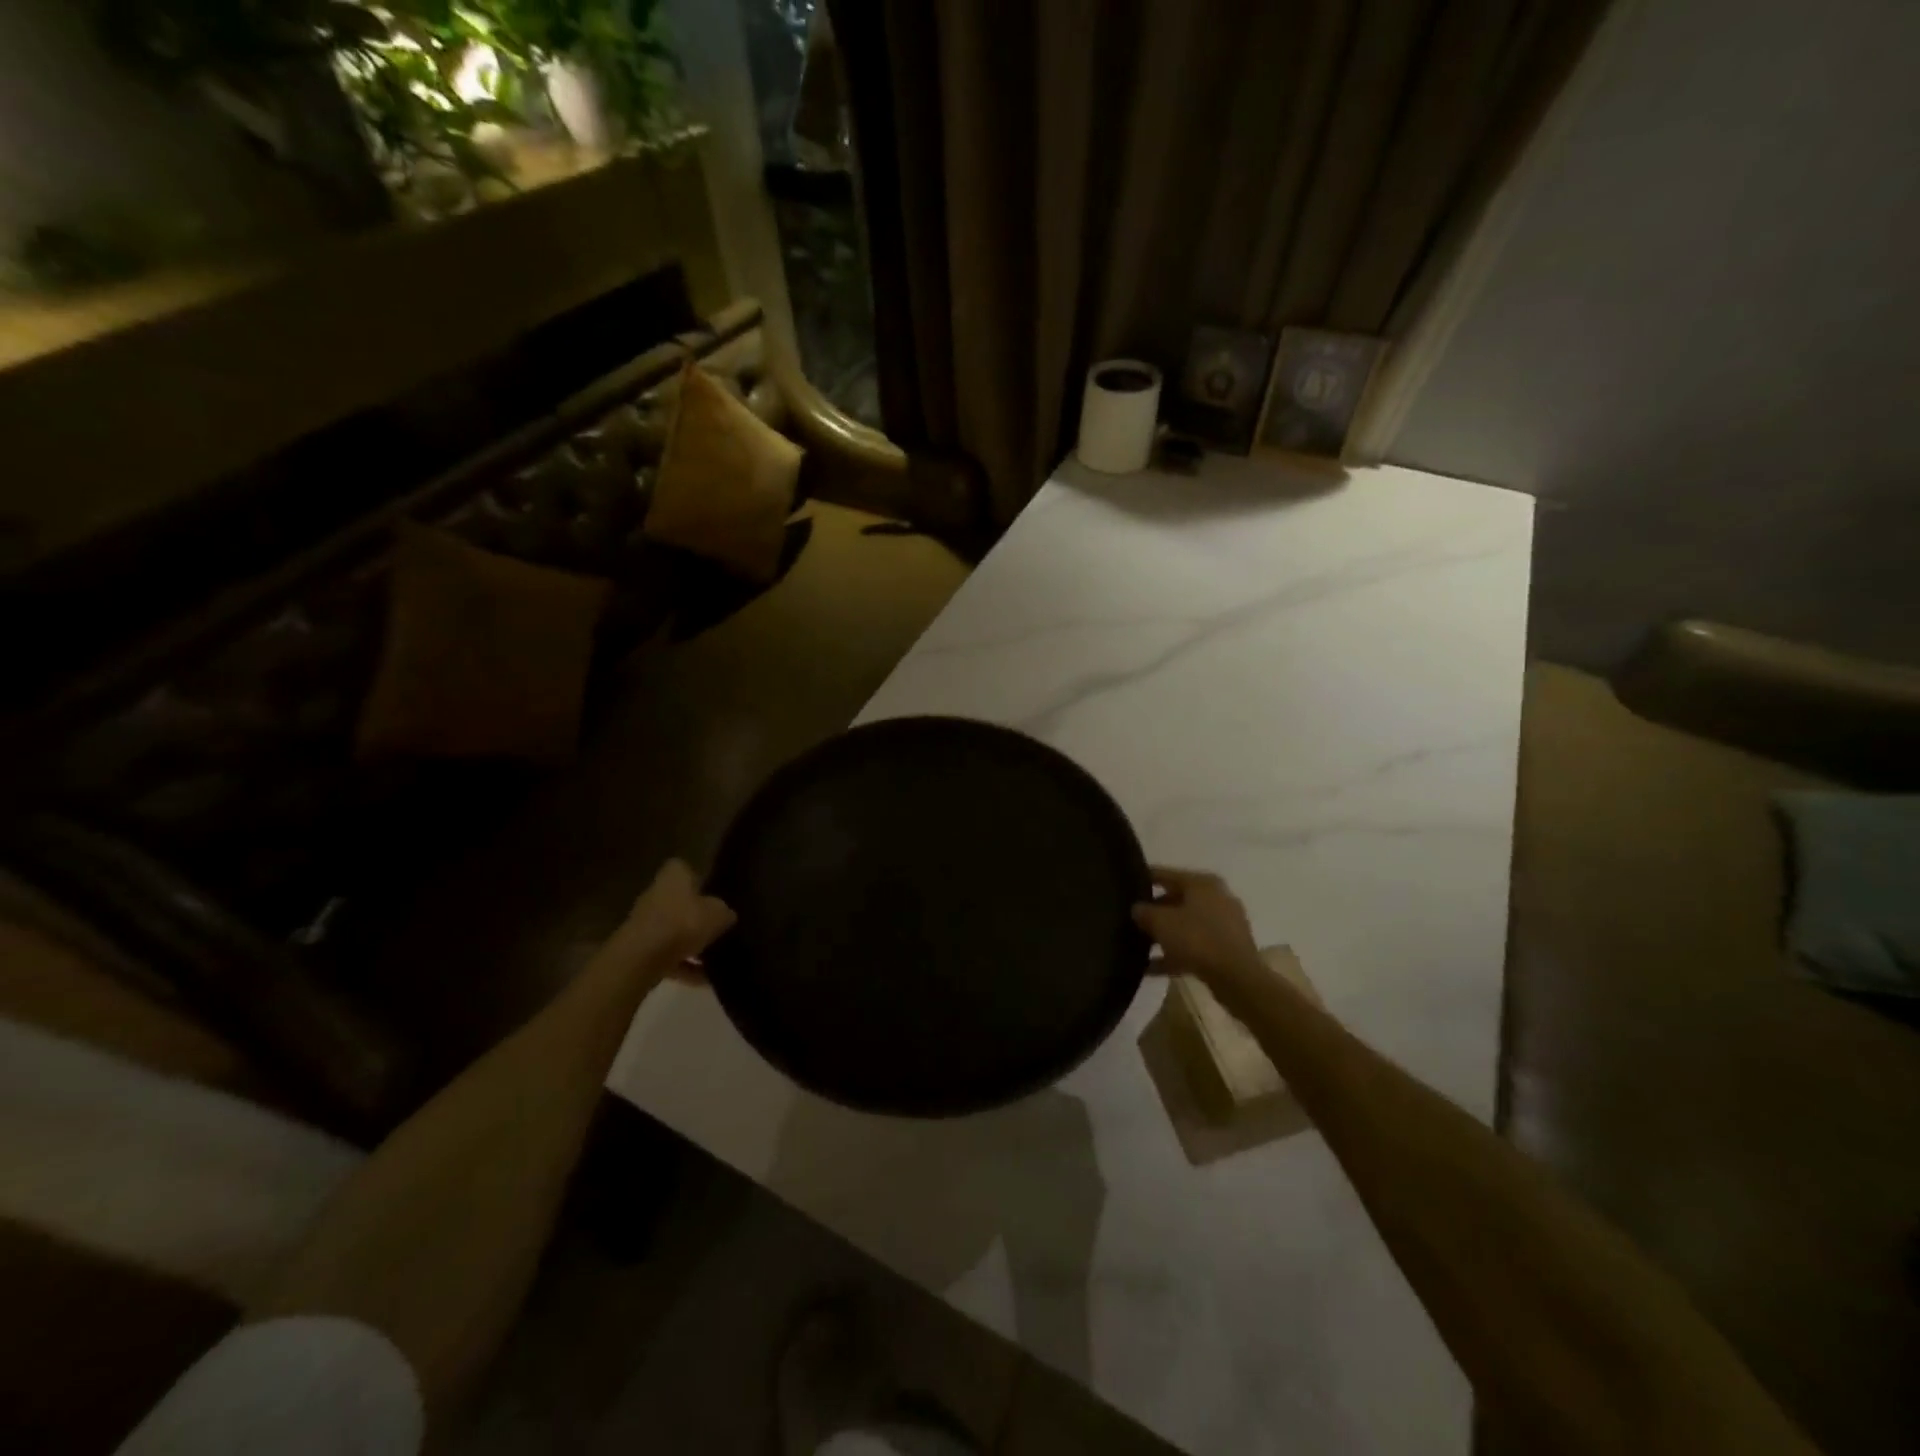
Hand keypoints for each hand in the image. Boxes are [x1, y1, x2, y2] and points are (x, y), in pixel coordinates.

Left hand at [598, 859, 734, 981]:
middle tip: (719, 927)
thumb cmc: (683, 923)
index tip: (714, 892)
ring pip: (674, 931)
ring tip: (715, 959)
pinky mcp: (640, 951)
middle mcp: (655, 895)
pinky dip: (684, 967)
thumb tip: (726, 915)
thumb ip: (724, 912)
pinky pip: (668, 957)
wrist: (641, 958)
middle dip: (696, 915)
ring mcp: (645, 924)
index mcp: (673, 877)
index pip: (685, 869)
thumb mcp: (718, 914)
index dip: (699, 879)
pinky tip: (704, 980)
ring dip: (691, 945)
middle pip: (679, 902)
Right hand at [1133, 866, 1267, 1001]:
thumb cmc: (1197, 939)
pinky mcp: (1227, 950)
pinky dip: (1175, 954)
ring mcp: (1224, 925)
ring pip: (1186, 925)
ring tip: (1139, 943)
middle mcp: (1216, 898)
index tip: (1125, 884)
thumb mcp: (1161, 922)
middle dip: (1155, 910)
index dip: (1144, 878)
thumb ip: (1144, 912)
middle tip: (1131, 917)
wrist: (1237, 978)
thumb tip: (1137, 909)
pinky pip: (1194, 947)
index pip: (1166, 874)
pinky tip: (1151, 967)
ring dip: (1165, 934)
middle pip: (1177, 900)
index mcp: (1202, 884)